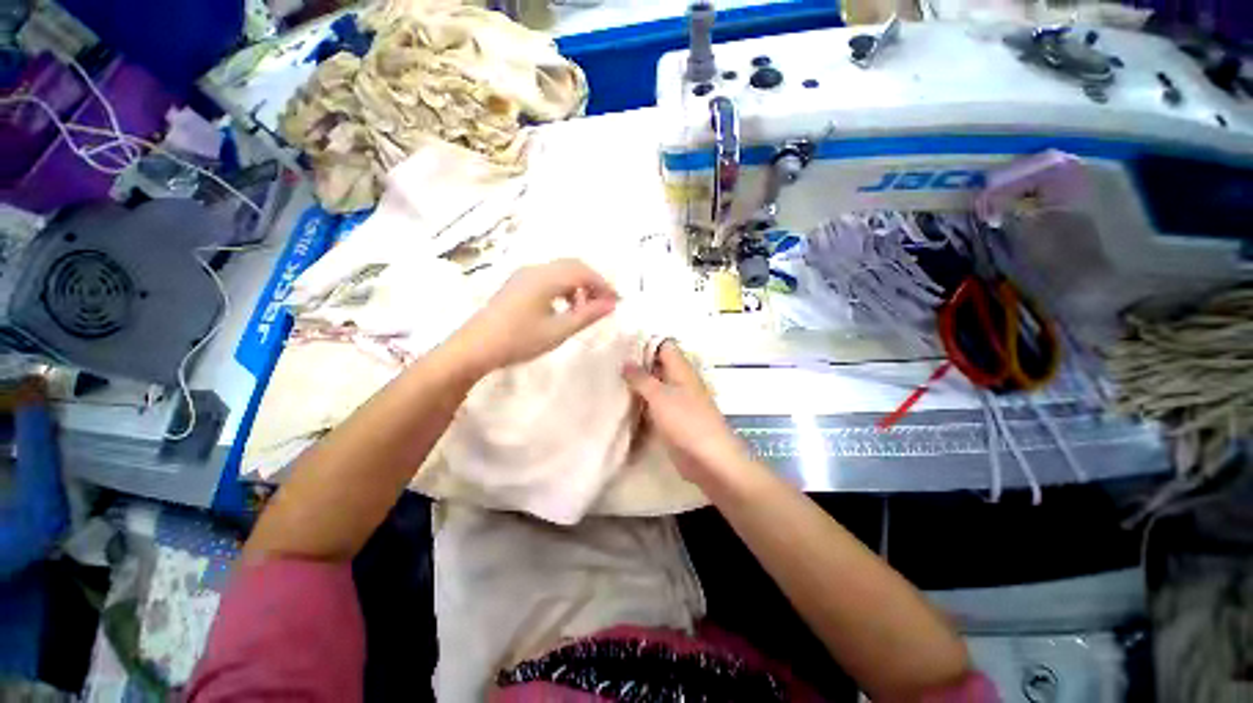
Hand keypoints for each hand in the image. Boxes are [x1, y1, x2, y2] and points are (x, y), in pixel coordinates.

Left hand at [452, 259, 617, 374]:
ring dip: (577, 285)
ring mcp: (523, 275)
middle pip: (572, 266)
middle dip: (592, 282)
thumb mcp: (558, 330)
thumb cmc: (519, 340)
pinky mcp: (517, 284)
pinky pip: (548, 278)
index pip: (583, 272)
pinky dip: (563, 288)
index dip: (603, 285)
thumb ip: (587, 315)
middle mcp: (535, 269)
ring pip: (560, 271)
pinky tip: (563, 307)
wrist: (475, 348)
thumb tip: (611, 304)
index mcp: (546, 278)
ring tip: (584, 309)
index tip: (616, 302)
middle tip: (604, 304)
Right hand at [623, 341, 748, 484]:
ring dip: (637, 385)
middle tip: (609, 364)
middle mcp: (679, 381)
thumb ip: (641, 378)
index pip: (664, 345)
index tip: (620, 346)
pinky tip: (622, 404)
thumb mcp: (659, 395)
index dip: (644, 343)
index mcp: (681, 369)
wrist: (708, 459)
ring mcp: (676, 401)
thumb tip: (625, 362)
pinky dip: (640, 403)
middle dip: (636, 365)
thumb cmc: (686, 421)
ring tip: (610, 381)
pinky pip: (653, 405)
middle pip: (657, 366)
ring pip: (654, 386)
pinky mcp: (672, 419)